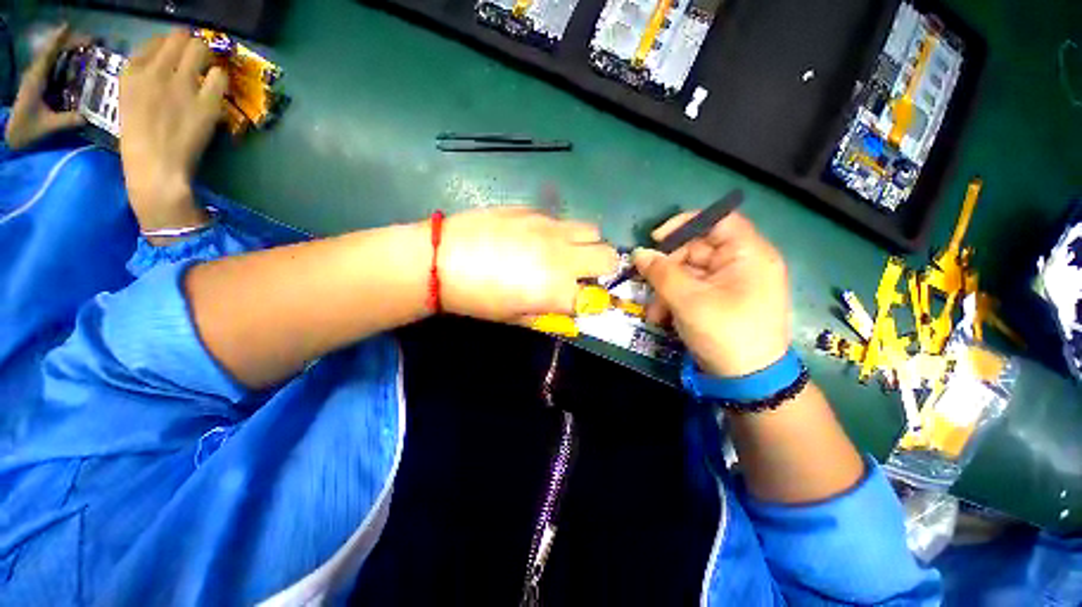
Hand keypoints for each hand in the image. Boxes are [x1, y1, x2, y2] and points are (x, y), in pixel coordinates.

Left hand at [4, 25, 85, 149]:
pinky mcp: (40, 86)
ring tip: (87, 49)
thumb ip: (66, 121)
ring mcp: (37, 80)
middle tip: (91, 41)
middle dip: (70, 45)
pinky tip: (78, 65)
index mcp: (36, 79)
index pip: (49, 53)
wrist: (12, 137)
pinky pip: (54, 68)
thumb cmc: (28, 130)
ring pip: (54, 59)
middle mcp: (36, 74)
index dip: (60, 40)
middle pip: (54, 53)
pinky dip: (66, 63)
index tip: (72, 28)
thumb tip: (88, 117)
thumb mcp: (47, 126)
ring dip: (70, 52)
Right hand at [119, 30, 227, 231]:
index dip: (170, 45)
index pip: (155, 41)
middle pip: (180, 38)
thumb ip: (143, 80)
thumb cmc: (139, 141)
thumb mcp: (129, 102)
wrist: (156, 169)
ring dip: (207, 56)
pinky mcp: (205, 103)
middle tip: (198, 58)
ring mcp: (181, 86)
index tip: (177, 54)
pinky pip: (219, 76)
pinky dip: (220, 78)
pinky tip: (217, 88)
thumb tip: (164, 63)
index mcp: (130, 73)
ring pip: (200, 49)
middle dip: (192, 45)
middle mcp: (155, 72)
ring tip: (208, 69)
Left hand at [438, 207, 618, 322]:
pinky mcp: (533, 210)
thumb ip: (548, 315)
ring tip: (564, 250)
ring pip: (591, 230)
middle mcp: (563, 256)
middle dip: (602, 267)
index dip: (590, 301)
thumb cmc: (478, 298)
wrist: (442, 259)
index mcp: (558, 289)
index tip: (580, 300)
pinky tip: (536, 237)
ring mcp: (550, 228)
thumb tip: (567, 309)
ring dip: (586, 243)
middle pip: (608, 256)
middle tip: (582, 272)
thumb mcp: (515, 318)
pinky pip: (561, 219)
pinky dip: (560, 232)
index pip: (596, 297)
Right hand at [633, 212, 789, 376]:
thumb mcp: (687, 299)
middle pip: (697, 249)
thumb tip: (639, 253)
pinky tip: (663, 318)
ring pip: (690, 273)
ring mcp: (732, 284)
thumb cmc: (724, 333)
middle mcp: (743, 264)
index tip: (656, 239)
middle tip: (646, 284)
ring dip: (666, 290)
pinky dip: (675, 300)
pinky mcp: (721, 301)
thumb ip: (661, 272)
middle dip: (667, 269)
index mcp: (748, 254)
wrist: (747, 381)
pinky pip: (693, 290)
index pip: (718, 220)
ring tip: (654, 313)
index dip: (685, 223)